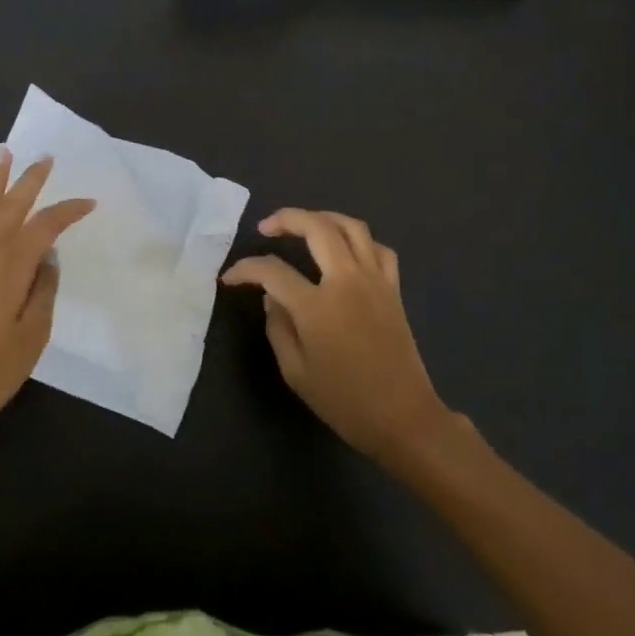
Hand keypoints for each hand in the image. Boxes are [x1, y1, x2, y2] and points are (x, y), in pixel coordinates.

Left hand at [0, 151, 94, 443]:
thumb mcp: (32, 338)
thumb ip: (43, 292)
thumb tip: (48, 258)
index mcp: (9, 269)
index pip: (43, 228)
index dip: (67, 212)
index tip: (88, 203)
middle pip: (8, 208)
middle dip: (28, 181)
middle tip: (44, 158)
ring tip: (1, 155)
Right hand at [221, 209, 453, 466]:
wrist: (403, 418)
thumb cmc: (345, 402)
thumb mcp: (296, 372)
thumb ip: (278, 327)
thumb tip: (272, 297)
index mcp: (317, 306)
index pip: (272, 270)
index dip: (245, 269)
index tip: (230, 277)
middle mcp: (346, 282)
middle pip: (316, 228)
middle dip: (286, 219)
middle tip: (266, 227)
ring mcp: (374, 281)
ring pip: (351, 227)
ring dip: (323, 217)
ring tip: (304, 224)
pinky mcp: (393, 289)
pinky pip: (378, 248)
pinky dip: (358, 240)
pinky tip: (345, 248)